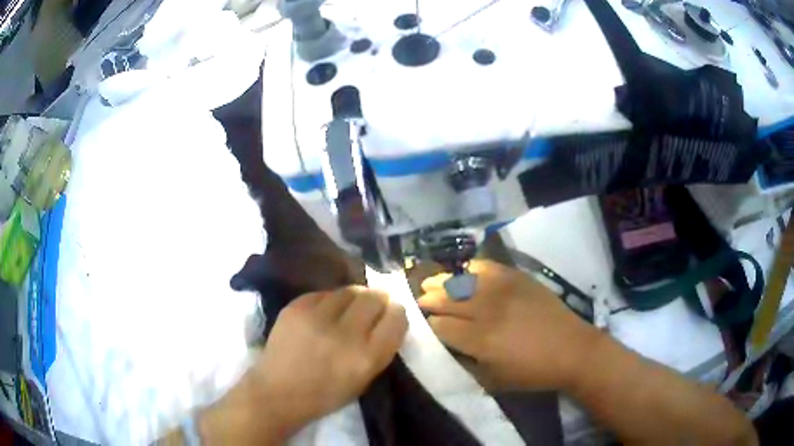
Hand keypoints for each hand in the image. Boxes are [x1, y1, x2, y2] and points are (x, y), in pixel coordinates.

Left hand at [199, 286, 406, 444]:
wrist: (277, 392)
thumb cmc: (325, 394)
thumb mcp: (364, 380)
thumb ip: (380, 348)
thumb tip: (388, 317)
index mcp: (366, 357)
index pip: (396, 318)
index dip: (396, 313)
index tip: (391, 314)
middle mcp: (345, 334)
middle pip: (374, 298)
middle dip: (378, 300)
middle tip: (372, 307)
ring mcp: (317, 317)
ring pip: (349, 290)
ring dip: (354, 298)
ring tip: (348, 309)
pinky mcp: (295, 307)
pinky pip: (323, 293)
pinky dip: (330, 300)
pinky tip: (325, 312)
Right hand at [418, 260, 598, 390]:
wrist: (572, 350)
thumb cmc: (532, 372)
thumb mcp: (494, 380)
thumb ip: (467, 364)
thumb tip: (448, 348)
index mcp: (481, 340)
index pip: (442, 326)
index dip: (430, 325)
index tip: (425, 325)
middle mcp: (488, 311)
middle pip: (448, 299)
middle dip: (430, 300)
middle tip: (421, 301)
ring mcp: (504, 290)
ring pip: (463, 280)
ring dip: (443, 282)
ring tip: (431, 283)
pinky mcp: (518, 278)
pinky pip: (488, 267)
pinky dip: (473, 269)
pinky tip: (466, 273)